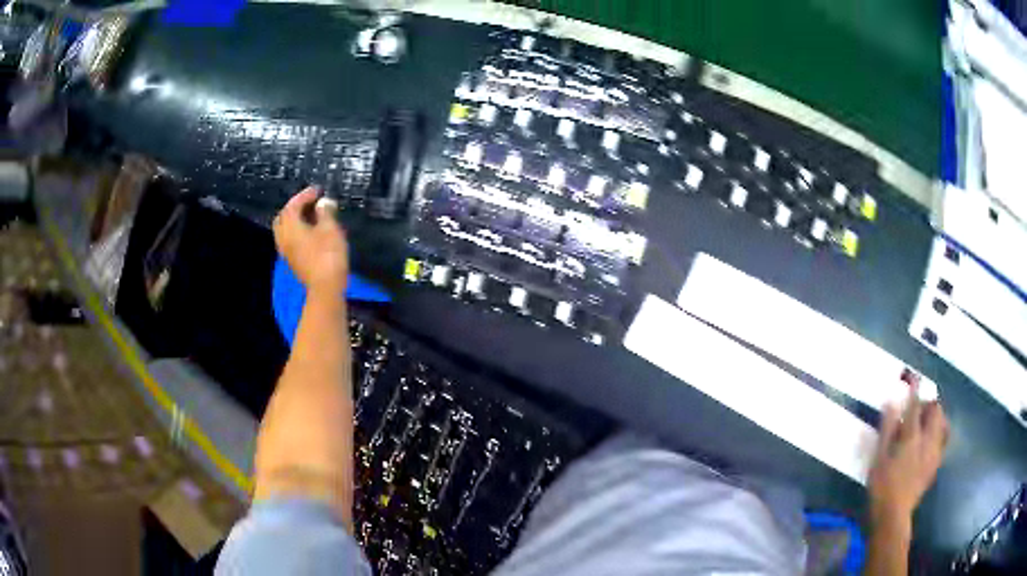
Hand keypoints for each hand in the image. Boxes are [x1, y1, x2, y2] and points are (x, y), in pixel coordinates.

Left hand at [273, 187, 348, 292]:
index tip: (318, 190)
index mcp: (291, 227)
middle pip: (283, 218)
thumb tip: (323, 202)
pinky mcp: (293, 262)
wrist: (326, 287)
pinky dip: (297, 231)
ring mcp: (287, 252)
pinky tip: (310, 232)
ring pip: (285, 230)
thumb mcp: (330, 229)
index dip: (305, 195)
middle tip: (310, 202)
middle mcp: (284, 238)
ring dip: (295, 220)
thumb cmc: (328, 255)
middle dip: (295, 207)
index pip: (292, 205)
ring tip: (310, 216)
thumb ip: (325, 212)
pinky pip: (289, 240)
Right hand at [868, 384, 948, 527]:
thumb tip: (891, 401)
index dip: (914, 388)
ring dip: (936, 417)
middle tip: (916, 410)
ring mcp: (935, 452)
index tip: (912, 376)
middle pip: (935, 410)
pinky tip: (931, 440)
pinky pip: (944, 438)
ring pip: (943, 422)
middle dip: (928, 404)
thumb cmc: (882, 487)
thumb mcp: (879, 458)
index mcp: (912, 437)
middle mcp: (928, 440)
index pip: (915, 405)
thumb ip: (887, 429)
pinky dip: (939, 432)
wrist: (894, 515)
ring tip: (926, 423)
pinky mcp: (937, 463)